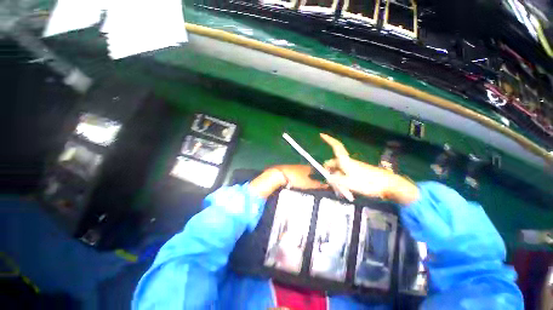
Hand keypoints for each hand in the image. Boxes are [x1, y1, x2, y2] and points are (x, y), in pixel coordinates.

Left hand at [249, 165, 326, 198]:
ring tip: (302, 185)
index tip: (320, 181)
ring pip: (299, 172)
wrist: (279, 175)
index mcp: (307, 167)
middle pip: (307, 171)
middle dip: (309, 176)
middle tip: (311, 185)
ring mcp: (292, 167)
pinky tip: (293, 183)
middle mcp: (301, 166)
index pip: (315, 170)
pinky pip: (293, 174)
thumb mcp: (308, 184)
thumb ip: (317, 185)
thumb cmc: (296, 179)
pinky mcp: (285, 170)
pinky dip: (294, 178)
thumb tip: (327, 185)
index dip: (318, 175)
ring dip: (301, 177)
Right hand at [320, 133, 418, 204]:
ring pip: (339, 171)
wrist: (388, 185)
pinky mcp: (357, 172)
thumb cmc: (368, 183)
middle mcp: (348, 162)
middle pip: (333, 163)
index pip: (336, 146)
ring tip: (342, 191)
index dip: (328, 140)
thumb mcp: (348, 183)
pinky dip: (343, 181)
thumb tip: (328, 178)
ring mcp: (353, 167)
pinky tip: (347, 190)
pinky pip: (345, 174)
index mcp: (345, 161)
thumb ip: (336, 180)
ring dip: (337, 179)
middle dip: (330, 172)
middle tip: (331, 184)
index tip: (321, 134)